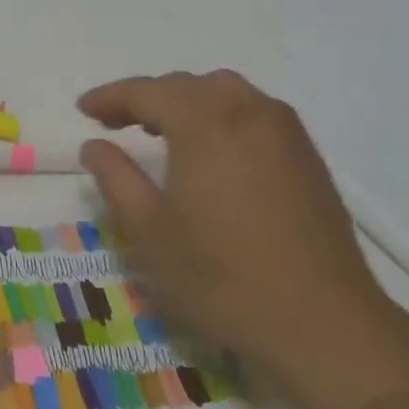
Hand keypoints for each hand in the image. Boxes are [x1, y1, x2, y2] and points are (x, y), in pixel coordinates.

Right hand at [77, 70, 396, 385]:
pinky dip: (221, 114)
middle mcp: (245, 110)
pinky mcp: (306, 152)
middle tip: (116, 123)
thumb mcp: (149, 231)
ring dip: (186, 101)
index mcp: (204, 122)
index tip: (84, 109)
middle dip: (146, 97)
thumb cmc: (222, 277)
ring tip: (163, 131)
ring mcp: (283, 129)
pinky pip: (252, 110)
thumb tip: (94, 146)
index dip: (110, 97)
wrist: (324, 323)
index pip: (146, 92)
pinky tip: (213, 150)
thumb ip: (115, 178)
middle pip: (185, 85)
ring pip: (223, 91)